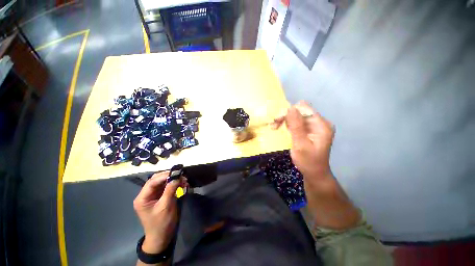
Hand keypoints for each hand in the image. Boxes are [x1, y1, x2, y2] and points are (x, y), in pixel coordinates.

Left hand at [133, 171, 186, 253]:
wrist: (161, 237)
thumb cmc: (161, 223)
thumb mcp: (166, 206)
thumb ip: (170, 190)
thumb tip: (177, 177)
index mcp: (142, 198)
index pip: (152, 182)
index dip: (165, 175)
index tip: (177, 173)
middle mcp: (146, 194)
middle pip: (157, 180)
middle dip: (169, 176)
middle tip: (181, 176)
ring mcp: (153, 195)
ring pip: (163, 182)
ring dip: (173, 180)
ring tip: (183, 180)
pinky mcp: (160, 197)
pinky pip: (167, 186)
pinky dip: (174, 184)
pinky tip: (181, 184)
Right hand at [273, 101, 333, 178]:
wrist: (314, 173)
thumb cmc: (308, 161)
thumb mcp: (300, 144)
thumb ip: (296, 126)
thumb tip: (290, 108)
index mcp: (321, 125)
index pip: (304, 109)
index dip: (289, 112)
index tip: (277, 120)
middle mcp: (319, 122)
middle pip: (299, 111)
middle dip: (285, 116)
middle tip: (274, 125)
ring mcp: (314, 126)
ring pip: (296, 115)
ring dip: (284, 120)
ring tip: (275, 127)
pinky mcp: (308, 129)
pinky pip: (296, 122)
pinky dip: (287, 124)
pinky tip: (280, 128)